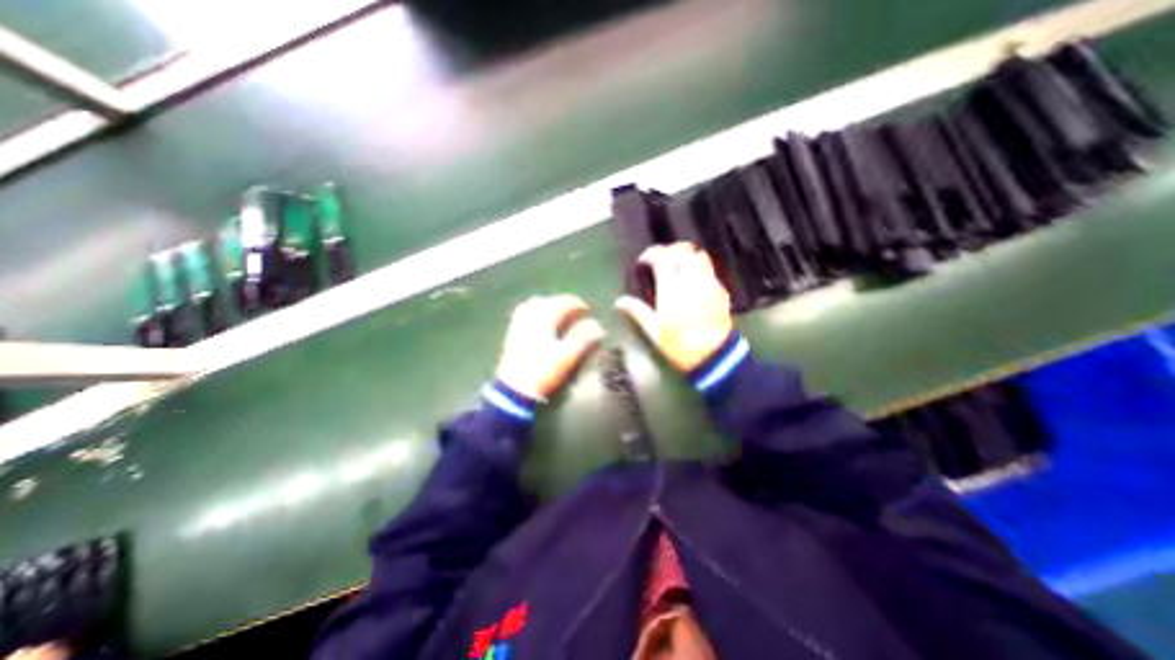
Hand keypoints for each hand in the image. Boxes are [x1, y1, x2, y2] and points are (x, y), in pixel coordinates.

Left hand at [494, 297, 606, 399]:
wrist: (516, 388)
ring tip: (558, 312)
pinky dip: (534, 311)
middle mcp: (530, 316)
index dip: (577, 304)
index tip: (588, 310)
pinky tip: (538, 319)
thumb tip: (599, 327)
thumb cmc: (544, 370)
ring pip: (534, 305)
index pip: (563, 303)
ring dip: (548, 304)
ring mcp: (519, 324)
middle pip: (548, 301)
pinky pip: (523, 313)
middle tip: (575, 310)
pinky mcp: (512, 333)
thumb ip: (585, 339)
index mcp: (545, 319)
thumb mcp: (568, 356)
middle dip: (563, 303)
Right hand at [615, 246, 732, 374]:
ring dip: (686, 256)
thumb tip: (619, 302)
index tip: (644, 261)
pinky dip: (698, 268)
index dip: (652, 253)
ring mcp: (709, 284)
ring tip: (677, 266)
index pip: (663, 257)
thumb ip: (637, 311)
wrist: (713, 357)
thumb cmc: (679, 346)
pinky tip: (692, 282)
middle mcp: (692, 281)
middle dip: (670, 250)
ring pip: (699, 256)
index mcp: (672, 289)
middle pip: (683, 251)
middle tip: (660, 261)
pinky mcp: (721, 291)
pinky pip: (709, 270)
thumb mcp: (653, 331)